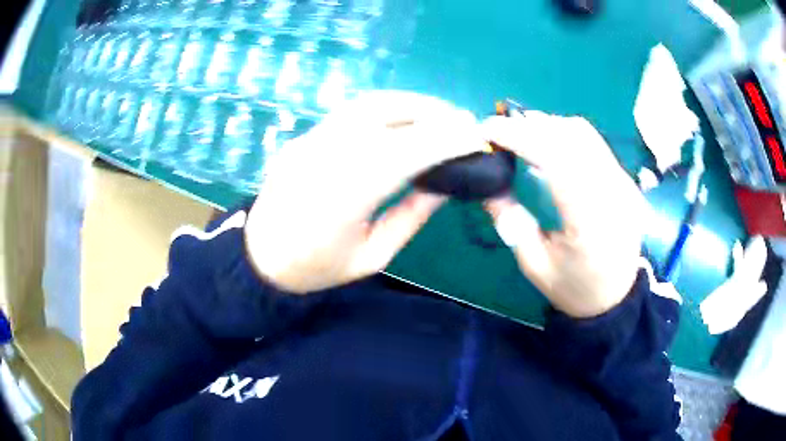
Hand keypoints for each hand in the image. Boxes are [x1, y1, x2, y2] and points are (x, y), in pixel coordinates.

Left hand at [245, 91, 486, 293]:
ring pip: (367, 104)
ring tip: (440, 114)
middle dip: (433, 113)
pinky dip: (386, 107)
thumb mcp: (372, 256)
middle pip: (386, 115)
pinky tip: (405, 117)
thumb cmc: (317, 268)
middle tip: (464, 121)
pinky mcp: (303, 136)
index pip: (405, 152)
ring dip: (411, 103)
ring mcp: (309, 141)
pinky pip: (350, 112)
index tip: (476, 137)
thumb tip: (444, 183)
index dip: (445, 140)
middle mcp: (325, 156)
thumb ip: (411, 216)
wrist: (259, 257)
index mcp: (344, 196)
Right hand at [483, 111, 646, 317]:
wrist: (615, 297)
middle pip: (572, 136)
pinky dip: (564, 135)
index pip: (558, 160)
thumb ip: (510, 221)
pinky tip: (548, 146)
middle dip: (531, 126)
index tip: (489, 130)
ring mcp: (623, 184)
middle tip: (501, 132)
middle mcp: (613, 194)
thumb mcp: (534, 264)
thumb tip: (486, 183)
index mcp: (590, 222)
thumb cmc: (574, 288)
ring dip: (548, 126)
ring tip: (521, 136)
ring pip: (584, 134)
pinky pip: (593, 143)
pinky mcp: (625, 179)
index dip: (521, 137)